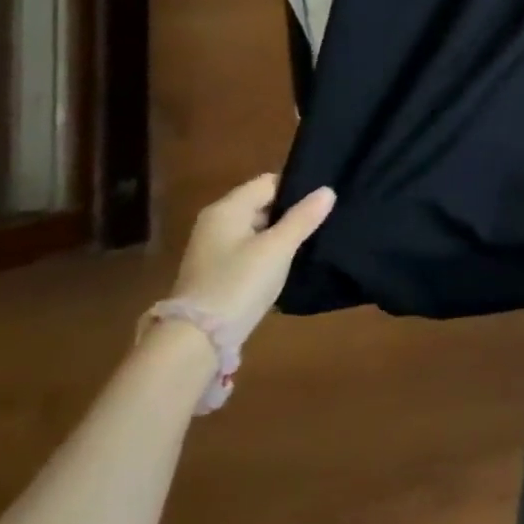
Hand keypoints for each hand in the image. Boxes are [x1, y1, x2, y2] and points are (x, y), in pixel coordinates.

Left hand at [169, 175, 335, 349]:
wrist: (196, 340)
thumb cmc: (239, 283)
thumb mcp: (278, 248)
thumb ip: (303, 217)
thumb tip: (328, 190)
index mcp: (227, 208)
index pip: (269, 182)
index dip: (297, 188)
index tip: (322, 202)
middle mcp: (216, 222)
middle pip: (262, 204)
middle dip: (290, 212)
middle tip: (322, 222)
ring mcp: (213, 249)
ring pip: (257, 229)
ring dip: (280, 235)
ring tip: (311, 242)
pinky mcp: (216, 272)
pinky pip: (249, 250)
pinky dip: (267, 253)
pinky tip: (287, 264)